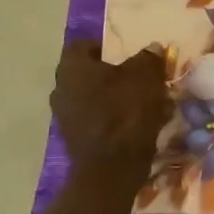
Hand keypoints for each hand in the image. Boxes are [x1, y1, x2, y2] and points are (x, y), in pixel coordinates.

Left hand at [50, 42, 170, 185]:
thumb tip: (152, 48)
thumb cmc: (126, 111)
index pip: (83, 45)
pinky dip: (118, 118)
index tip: (128, 52)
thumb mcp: (146, 76)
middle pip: (91, 74)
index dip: (106, 46)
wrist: (112, 168)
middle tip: (142, 77)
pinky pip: (99, 120)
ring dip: (119, 97)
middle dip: (116, 74)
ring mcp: (66, 117)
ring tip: (149, 102)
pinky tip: (143, 123)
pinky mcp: (76, 140)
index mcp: (72, 68)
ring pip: (96, 98)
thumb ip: (148, 58)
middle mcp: (61, 90)